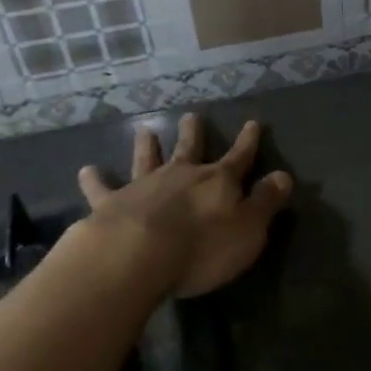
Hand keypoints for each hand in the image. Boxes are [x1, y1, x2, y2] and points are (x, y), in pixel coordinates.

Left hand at [77, 114, 293, 296]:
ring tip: (146, 129)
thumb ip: (266, 202)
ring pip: (147, 159)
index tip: (252, 122)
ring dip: (148, 146)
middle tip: (191, 115)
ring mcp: (144, 186)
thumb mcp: (249, 229)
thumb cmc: (202, 247)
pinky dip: (94, 179)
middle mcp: (181, 175)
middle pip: (189, 149)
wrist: (139, 255)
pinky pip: (101, 189)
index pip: (239, 157)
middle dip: (193, 133)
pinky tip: (86, 170)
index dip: (247, 142)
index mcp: (217, 182)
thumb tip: (284, 176)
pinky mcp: (111, 204)